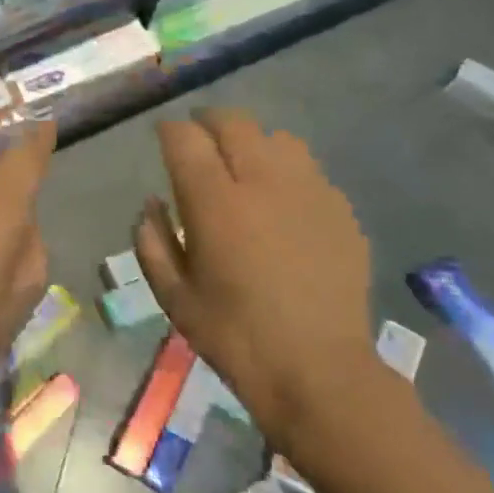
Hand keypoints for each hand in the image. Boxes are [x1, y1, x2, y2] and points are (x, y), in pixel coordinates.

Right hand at [133, 108, 373, 421]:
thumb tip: (153, 204)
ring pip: (278, 138)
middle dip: (209, 122)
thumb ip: (153, 242)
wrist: (317, 371)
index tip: (164, 137)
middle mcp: (262, 182)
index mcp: (215, 203)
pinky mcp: (340, 210)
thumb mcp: (174, 296)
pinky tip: (283, 201)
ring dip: (253, 142)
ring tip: (244, 164)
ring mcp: (309, 192)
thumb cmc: (234, 335)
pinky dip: (287, 172)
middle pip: (233, 123)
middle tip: (199, 138)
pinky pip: (309, 170)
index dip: (170, 130)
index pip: (186, 138)